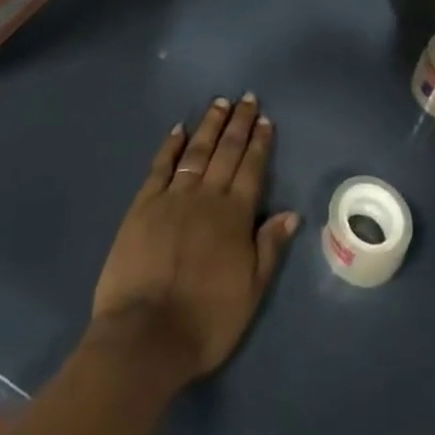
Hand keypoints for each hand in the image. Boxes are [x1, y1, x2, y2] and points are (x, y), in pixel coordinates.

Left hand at [90, 95, 299, 387]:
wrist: (145, 336)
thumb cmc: (205, 321)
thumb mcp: (251, 292)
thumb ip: (269, 248)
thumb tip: (291, 212)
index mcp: (235, 216)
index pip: (251, 168)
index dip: (259, 143)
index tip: (265, 119)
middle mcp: (206, 197)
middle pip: (226, 152)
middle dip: (238, 123)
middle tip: (246, 98)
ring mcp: (172, 198)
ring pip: (196, 152)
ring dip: (209, 126)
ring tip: (219, 103)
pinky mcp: (143, 206)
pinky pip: (160, 167)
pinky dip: (170, 146)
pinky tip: (178, 130)